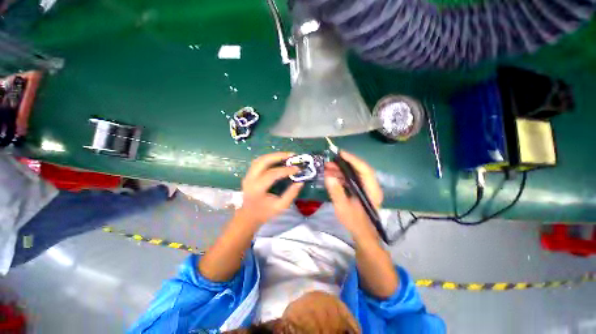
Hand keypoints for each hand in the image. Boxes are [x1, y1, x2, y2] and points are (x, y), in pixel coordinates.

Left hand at [237, 152, 303, 225]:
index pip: (272, 174)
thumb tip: (300, 182)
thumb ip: (291, 194)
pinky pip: (258, 162)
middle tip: (292, 155)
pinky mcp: (249, 174)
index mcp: (257, 189)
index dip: (286, 170)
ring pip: (260, 159)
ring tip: (286, 155)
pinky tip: (278, 159)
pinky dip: (269, 158)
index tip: (297, 168)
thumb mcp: (280, 207)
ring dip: (274, 155)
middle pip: (263, 161)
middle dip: (278, 156)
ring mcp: (248, 175)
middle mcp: (250, 179)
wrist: (248, 216)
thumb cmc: (264, 213)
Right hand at [324, 151, 382, 240]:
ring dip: (341, 170)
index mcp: (371, 190)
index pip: (364, 169)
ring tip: (327, 168)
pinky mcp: (361, 191)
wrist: (363, 234)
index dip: (353, 159)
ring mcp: (366, 188)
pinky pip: (351, 180)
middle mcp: (371, 186)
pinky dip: (342, 177)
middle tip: (329, 162)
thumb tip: (328, 176)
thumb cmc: (355, 223)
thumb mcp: (343, 208)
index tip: (340, 154)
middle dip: (343, 164)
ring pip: (354, 174)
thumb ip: (336, 191)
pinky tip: (332, 176)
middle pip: (359, 169)